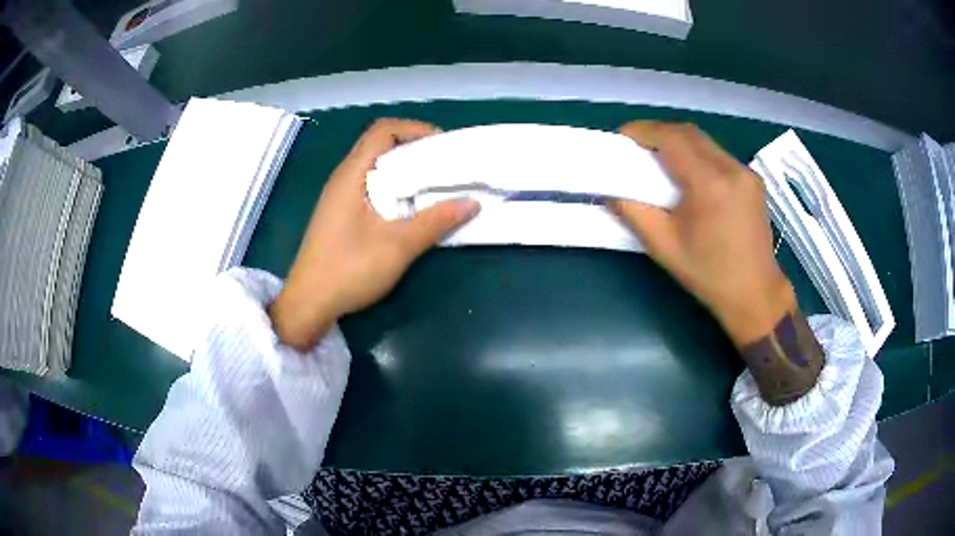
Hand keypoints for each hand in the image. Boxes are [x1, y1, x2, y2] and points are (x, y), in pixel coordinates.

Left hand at [269, 119, 480, 350]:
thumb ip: (434, 222)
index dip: (415, 129)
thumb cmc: (348, 270)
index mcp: (352, 174)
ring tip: (434, 183)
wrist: (309, 303)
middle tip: (446, 164)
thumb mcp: (397, 246)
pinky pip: (371, 185)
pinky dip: (394, 186)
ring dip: (405, 169)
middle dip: (415, 148)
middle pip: (380, 144)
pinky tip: (410, 207)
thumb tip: (473, 203)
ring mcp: (340, 195)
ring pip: (376, 166)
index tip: (444, 145)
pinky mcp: (341, 213)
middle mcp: (344, 177)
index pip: (383, 130)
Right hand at [608, 121, 795, 347]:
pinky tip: (688, 172)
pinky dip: (697, 154)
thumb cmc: (709, 275)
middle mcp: (731, 169)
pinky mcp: (753, 180)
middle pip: (688, 132)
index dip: (643, 131)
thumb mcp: (664, 247)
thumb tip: (610, 191)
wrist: (755, 294)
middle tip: (637, 146)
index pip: (672, 138)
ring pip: (705, 141)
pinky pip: (718, 155)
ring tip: (659, 158)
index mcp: (710, 184)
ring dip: (679, 142)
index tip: (622, 137)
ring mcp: (746, 173)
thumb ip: (634, 213)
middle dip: (658, 133)